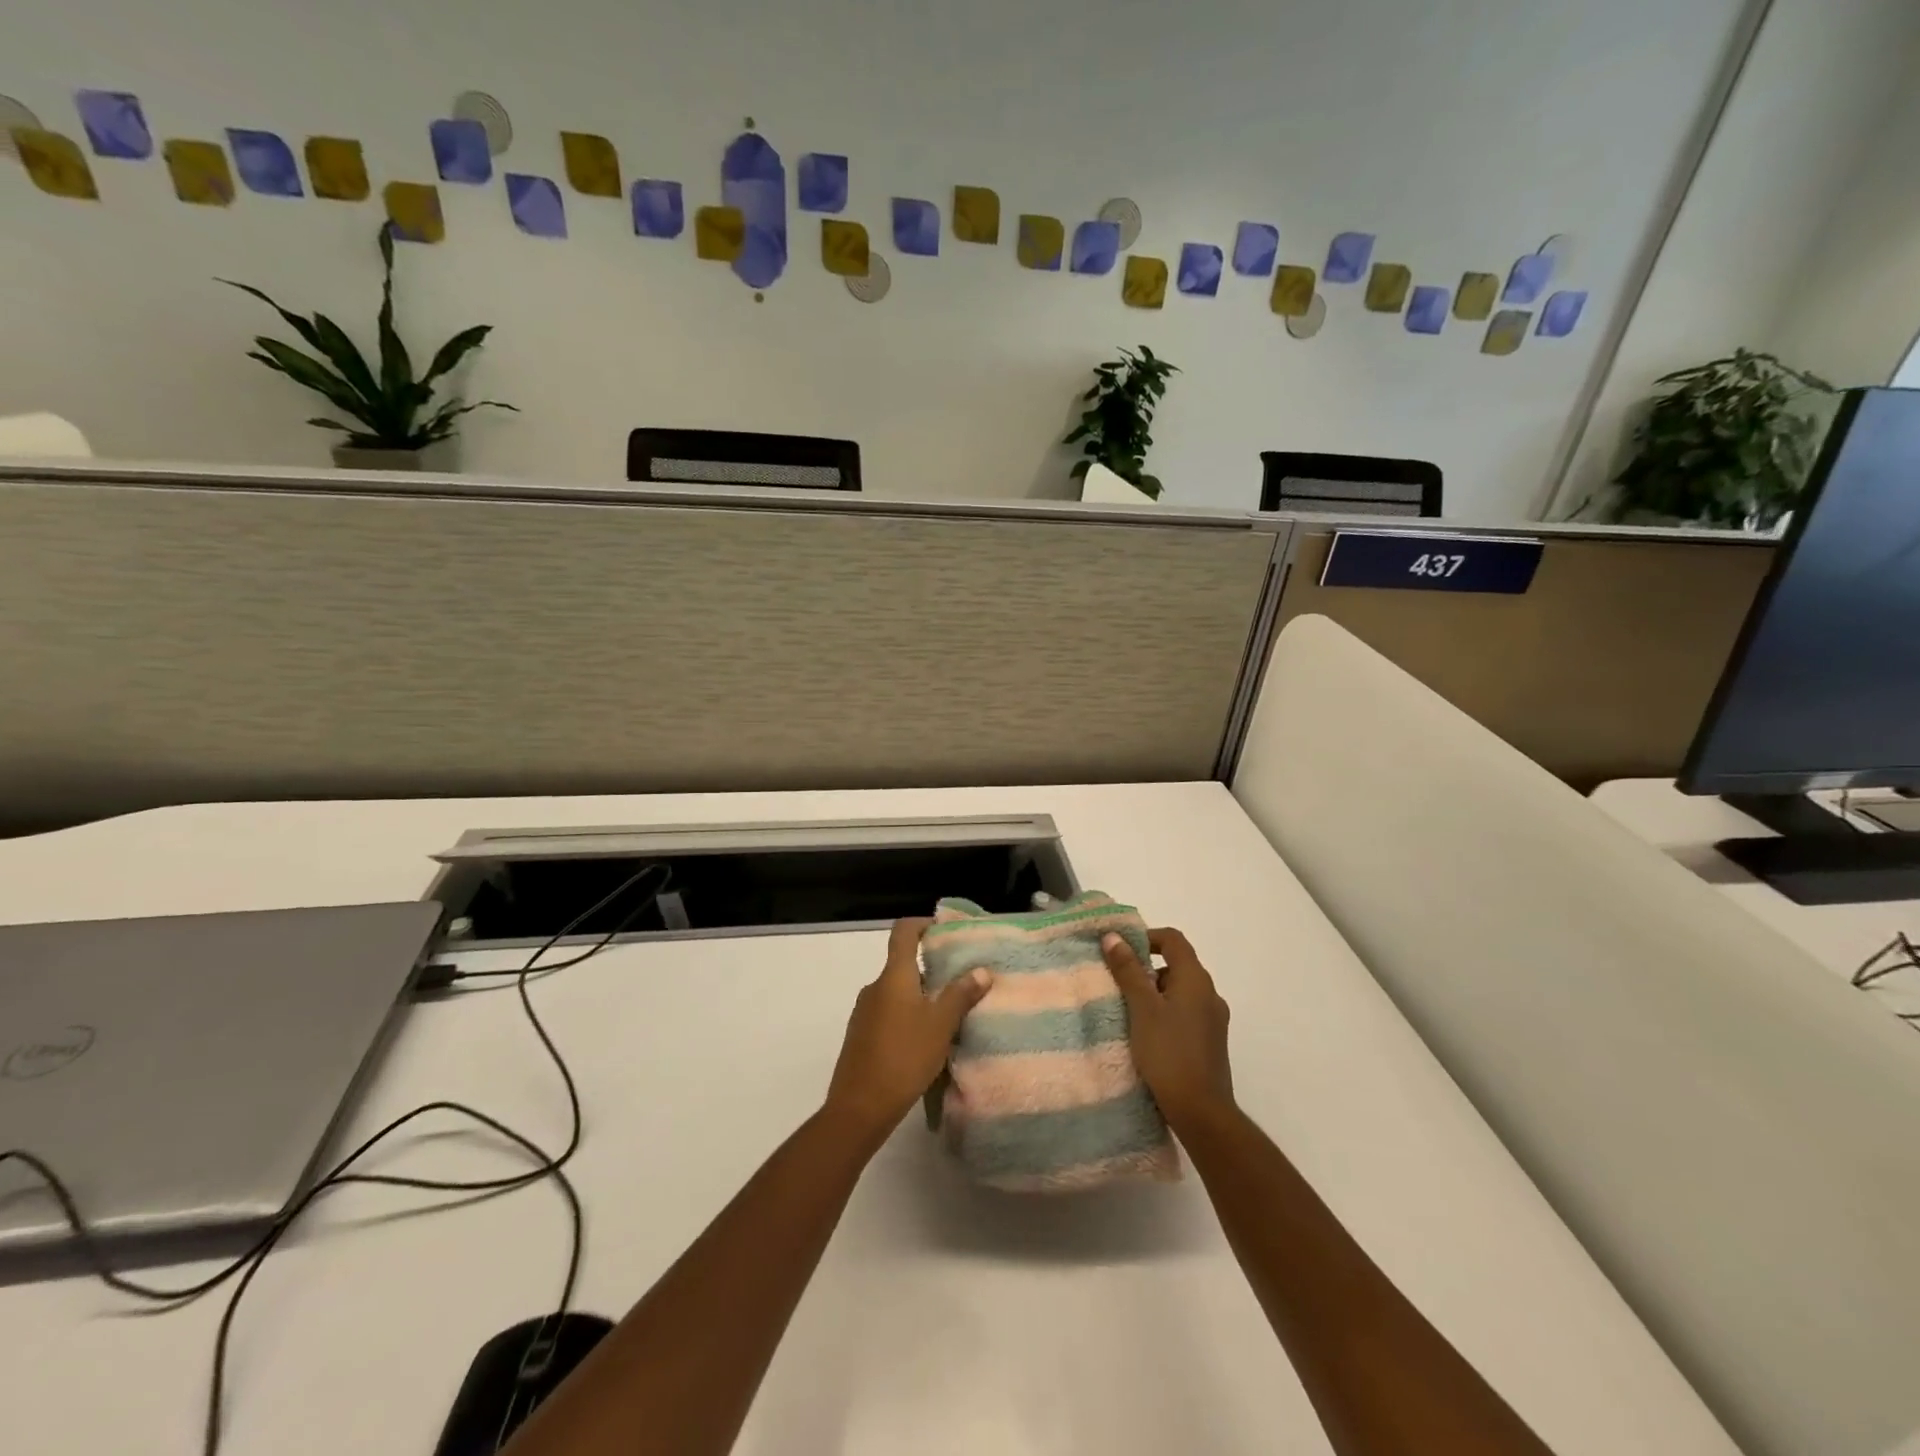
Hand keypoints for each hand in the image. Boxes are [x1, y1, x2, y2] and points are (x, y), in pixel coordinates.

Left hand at [824, 918, 991, 1143]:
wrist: (859, 1107)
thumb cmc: (904, 1057)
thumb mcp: (941, 1025)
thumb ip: (961, 995)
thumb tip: (981, 970)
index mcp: (893, 976)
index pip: (903, 932)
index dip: (922, 924)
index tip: (944, 930)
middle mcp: (875, 987)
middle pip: (902, 964)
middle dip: (931, 968)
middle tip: (960, 980)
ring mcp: (864, 1012)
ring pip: (897, 992)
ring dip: (921, 996)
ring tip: (948, 1013)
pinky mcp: (861, 1036)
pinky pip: (889, 1013)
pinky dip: (908, 1016)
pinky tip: (925, 1040)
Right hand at [1102, 927, 1234, 1132]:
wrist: (1201, 1111)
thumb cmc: (1168, 1053)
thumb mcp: (1142, 1008)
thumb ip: (1128, 971)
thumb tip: (1113, 937)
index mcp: (1196, 979)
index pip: (1173, 939)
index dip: (1147, 937)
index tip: (1121, 951)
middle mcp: (1210, 994)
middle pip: (1177, 964)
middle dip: (1147, 968)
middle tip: (1119, 983)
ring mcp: (1214, 1019)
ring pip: (1181, 991)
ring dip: (1155, 992)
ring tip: (1129, 1011)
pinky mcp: (1211, 1042)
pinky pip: (1186, 1013)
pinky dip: (1165, 1012)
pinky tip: (1147, 1034)